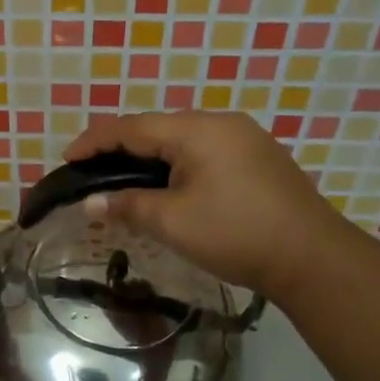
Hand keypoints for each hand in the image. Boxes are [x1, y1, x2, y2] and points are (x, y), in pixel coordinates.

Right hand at [62, 111, 342, 303]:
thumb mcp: (173, 222)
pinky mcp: (258, 158)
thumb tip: (90, 202)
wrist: (313, 257)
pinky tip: (169, 186)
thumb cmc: (236, 234)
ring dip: (149, 158)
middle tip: (92, 171)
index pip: (131, 127)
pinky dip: (177, 165)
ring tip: (124, 180)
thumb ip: (127, 206)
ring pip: (182, 140)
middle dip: (120, 148)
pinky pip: (204, 151)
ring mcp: (244, 138)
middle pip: (157, 129)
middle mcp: (220, 123)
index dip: (95, 141)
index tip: (67, 159)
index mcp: (196, 130)